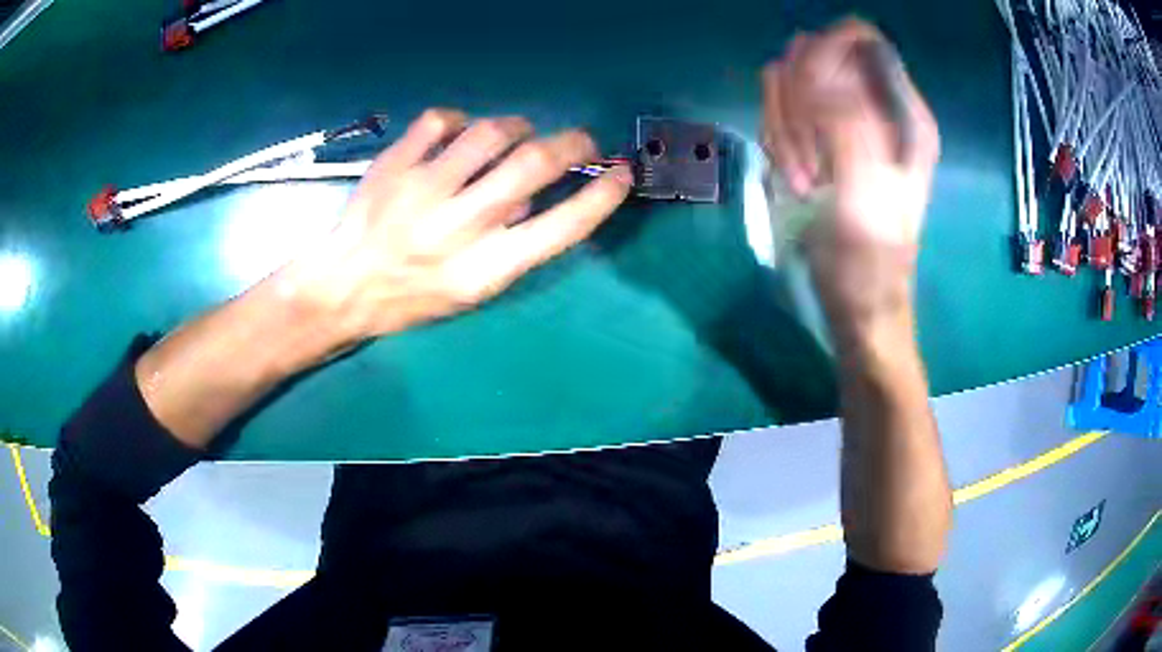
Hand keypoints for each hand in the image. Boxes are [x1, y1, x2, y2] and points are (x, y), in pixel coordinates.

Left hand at [283, 109, 631, 343]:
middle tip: (581, 141)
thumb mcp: (469, 292)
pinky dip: (460, 120)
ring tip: (518, 133)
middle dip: (573, 144)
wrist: (344, 286)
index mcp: (485, 270)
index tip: (621, 174)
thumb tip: (533, 197)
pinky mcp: (395, 164)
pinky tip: (459, 133)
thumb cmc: (411, 297)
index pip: (562, 226)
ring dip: (518, 126)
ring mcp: (423, 190)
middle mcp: (459, 227)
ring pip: (490, 133)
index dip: (602, 195)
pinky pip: (440, 120)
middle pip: (533, 164)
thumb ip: (509, 248)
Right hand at [761, 19, 939, 330]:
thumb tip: (808, 64)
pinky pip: (779, 112)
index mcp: (903, 114)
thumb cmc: (870, 261)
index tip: (807, 100)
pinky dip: (777, 142)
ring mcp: (843, 120)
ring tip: (804, 180)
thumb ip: (846, 123)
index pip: (859, 39)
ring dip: (783, 127)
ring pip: (790, 83)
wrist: (856, 302)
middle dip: (798, 102)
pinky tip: (795, 179)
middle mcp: (874, 107)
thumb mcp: (866, 195)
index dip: (824, 54)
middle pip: (815, 56)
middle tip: (809, 160)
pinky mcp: (819, 138)